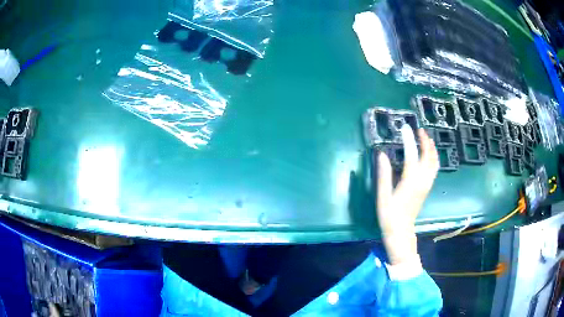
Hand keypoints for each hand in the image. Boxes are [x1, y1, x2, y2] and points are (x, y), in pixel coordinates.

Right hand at [376, 125, 438, 264]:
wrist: (401, 231)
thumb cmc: (389, 215)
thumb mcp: (383, 196)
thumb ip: (383, 174)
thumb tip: (381, 154)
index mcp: (410, 181)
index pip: (412, 155)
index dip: (409, 140)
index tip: (405, 127)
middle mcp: (422, 181)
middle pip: (428, 156)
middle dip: (424, 141)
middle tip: (419, 129)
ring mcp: (426, 184)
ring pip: (434, 162)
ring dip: (431, 148)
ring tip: (426, 138)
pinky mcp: (427, 187)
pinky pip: (434, 169)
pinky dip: (434, 157)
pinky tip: (430, 154)